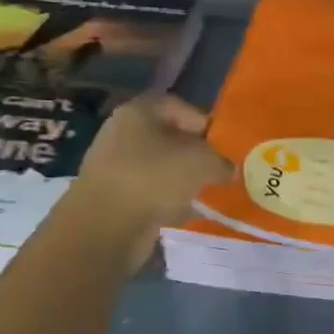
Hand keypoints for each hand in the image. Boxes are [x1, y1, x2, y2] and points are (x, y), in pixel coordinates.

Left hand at [62, 94, 232, 269]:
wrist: (105, 227)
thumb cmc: (154, 178)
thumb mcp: (202, 162)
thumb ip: (221, 161)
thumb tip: (229, 169)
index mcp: (138, 112)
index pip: (178, 106)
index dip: (204, 122)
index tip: (222, 145)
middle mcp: (122, 133)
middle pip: (168, 137)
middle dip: (195, 154)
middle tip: (218, 170)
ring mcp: (114, 165)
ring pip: (160, 166)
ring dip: (182, 179)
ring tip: (204, 192)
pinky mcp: (113, 196)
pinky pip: (149, 191)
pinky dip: (167, 199)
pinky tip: (184, 211)